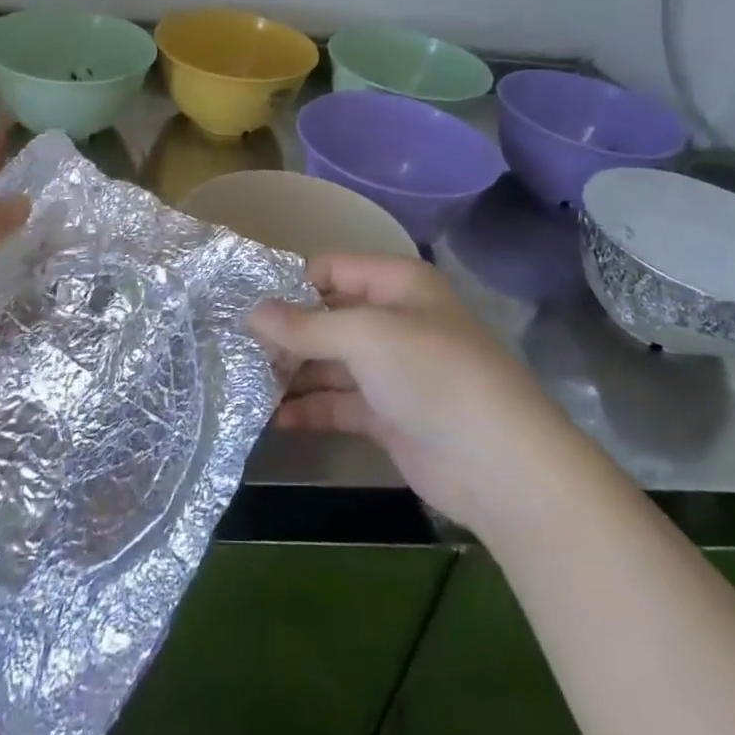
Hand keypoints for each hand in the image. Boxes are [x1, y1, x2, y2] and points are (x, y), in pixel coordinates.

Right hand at [250, 254, 555, 525]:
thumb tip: (253, 312)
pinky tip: (271, 419)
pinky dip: (308, 409)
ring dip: (292, 373)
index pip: (331, 269)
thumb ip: (305, 326)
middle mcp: (393, 320)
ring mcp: (391, 370)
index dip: (290, 284)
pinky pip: (338, 402)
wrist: (499, 465)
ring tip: (243, 384)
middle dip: (285, 334)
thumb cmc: (432, 375)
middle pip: (327, 317)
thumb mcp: (365, 337)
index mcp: (397, 284)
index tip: (244, 305)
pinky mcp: (388, 414)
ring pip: (330, 362)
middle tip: (235, 350)